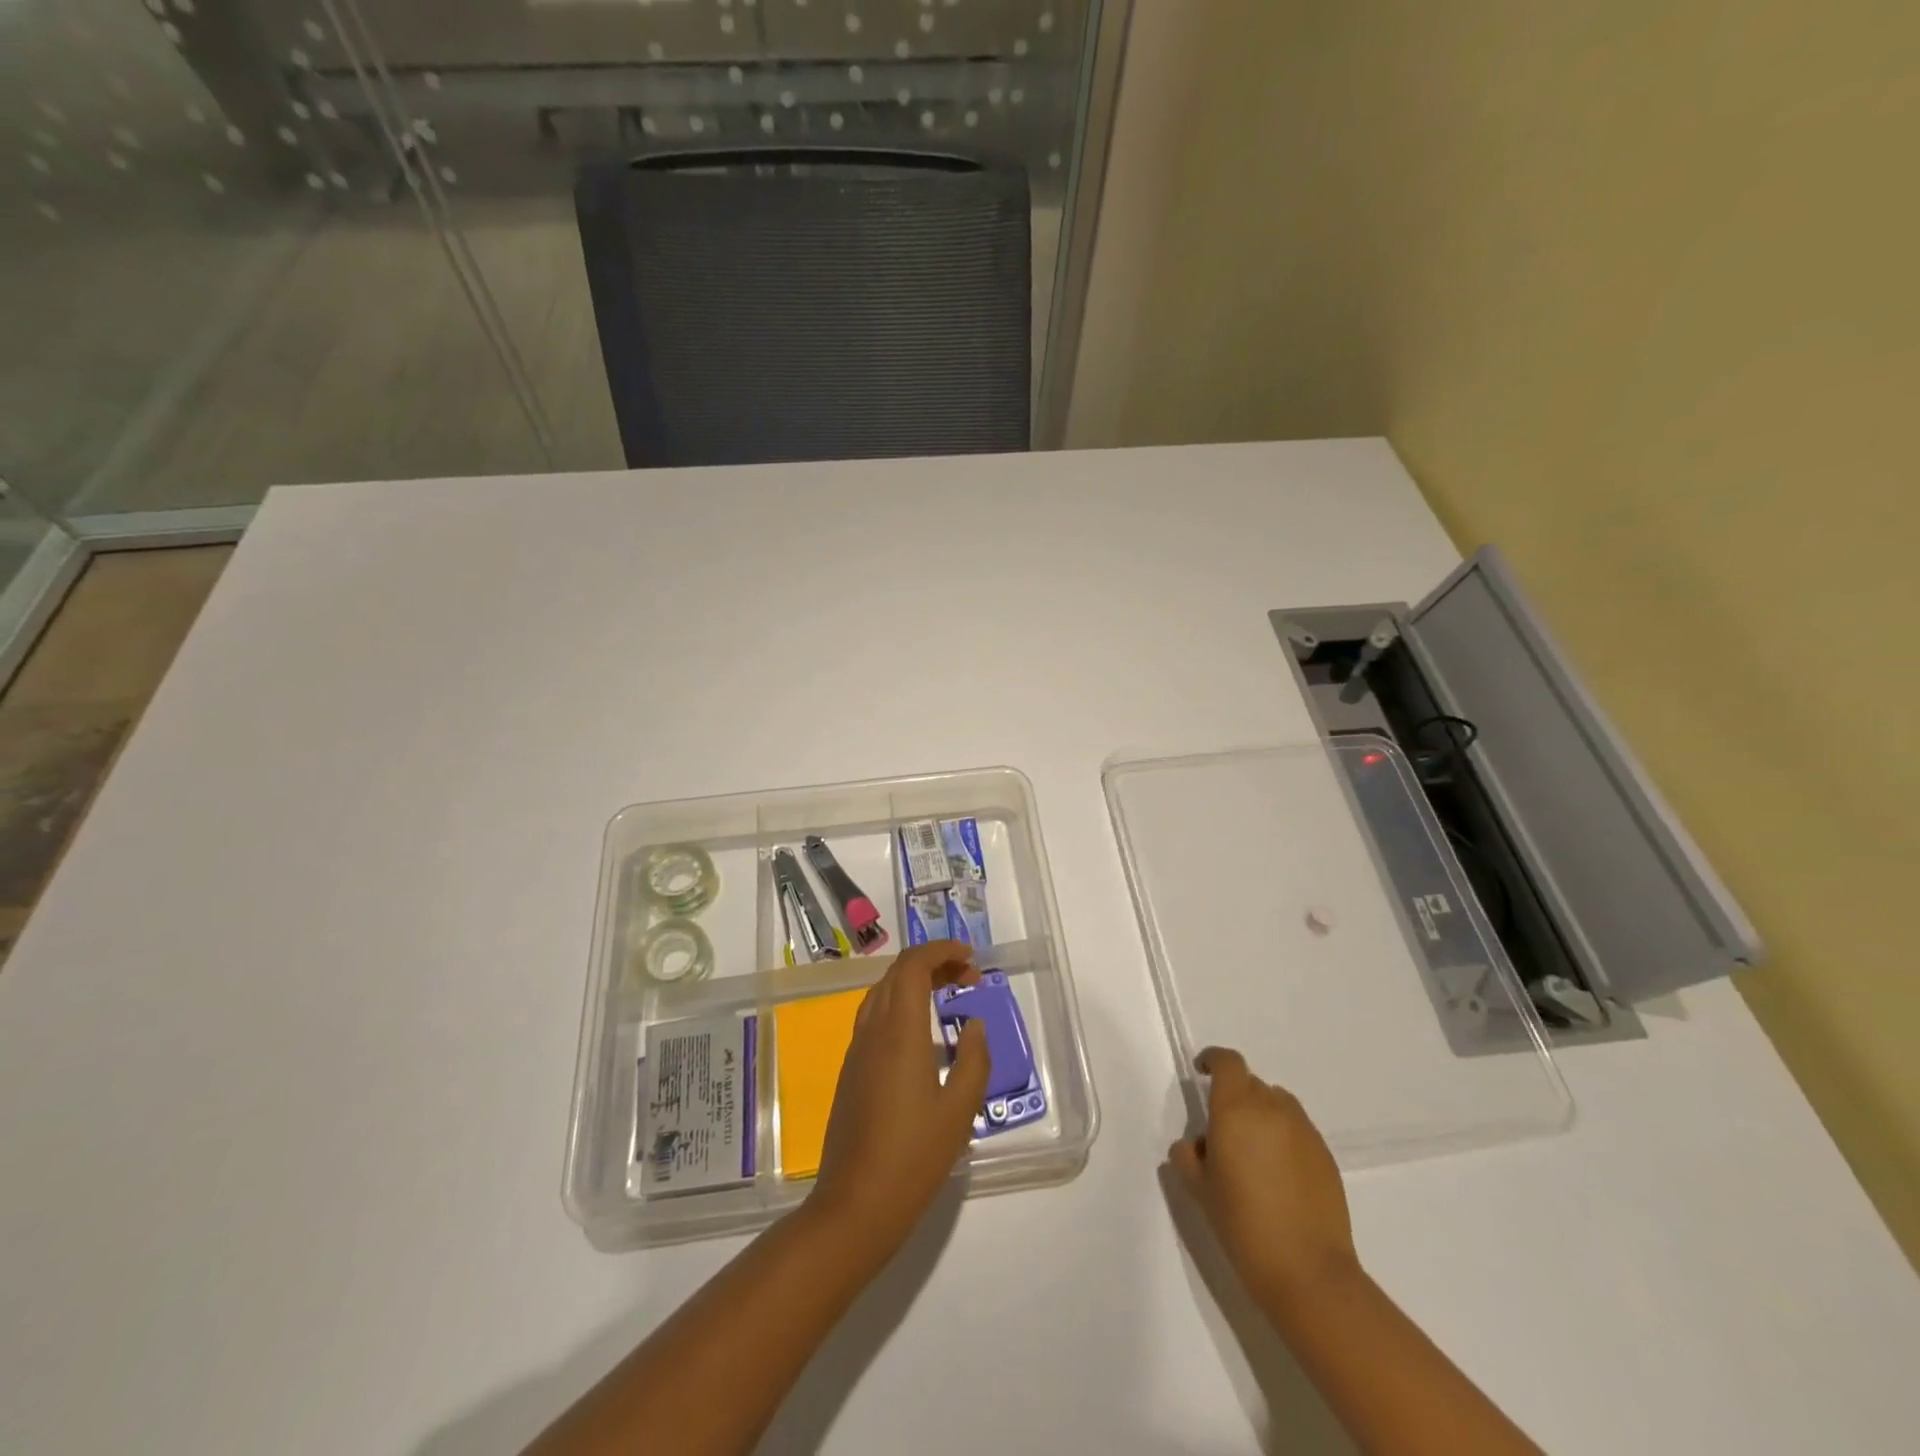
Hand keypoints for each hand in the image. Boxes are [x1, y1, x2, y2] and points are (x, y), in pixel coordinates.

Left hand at [811, 941, 990, 1253]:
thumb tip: (973, 1025)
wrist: (853, 1207)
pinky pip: (874, 1018)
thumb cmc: (912, 1159)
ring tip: (947, 997)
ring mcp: (856, 1052)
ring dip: (914, 983)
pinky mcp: (851, 1072)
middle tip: (968, 978)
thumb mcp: (958, 1112)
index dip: (941, 951)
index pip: (912, 966)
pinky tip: (921, 1034)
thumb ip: (973, 1061)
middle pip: (897, 974)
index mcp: (898, 1033)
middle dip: (933, 963)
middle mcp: (872, 1032)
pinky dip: (900, 1005)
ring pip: (882, 993)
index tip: (970, 958)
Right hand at [1168, 1047, 1358, 1304]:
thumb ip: (1188, 1155)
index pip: (1227, 1062)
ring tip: (1253, 1154)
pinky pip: (1297, 1130)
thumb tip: (1197, 1143)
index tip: (1202, 1072)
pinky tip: (1278, 1176)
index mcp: (1236, 1109)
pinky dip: (1283, 1138)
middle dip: (1234, 1097)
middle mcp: (1272, 1108)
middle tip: (1223, 1132)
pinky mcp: (1325, 1154)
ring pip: (1277, 1104)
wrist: (1308, 1271)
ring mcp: (1304, 1130)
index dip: (1213, 1060)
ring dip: (1261, 1115)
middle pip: (1250, 1083)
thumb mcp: (1199, 1189)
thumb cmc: (1243, 1225)